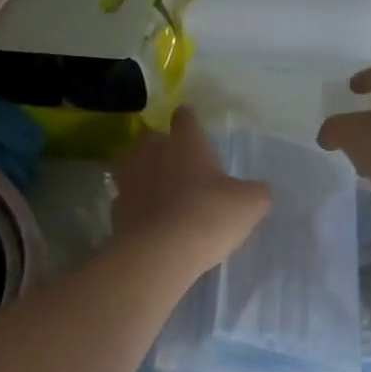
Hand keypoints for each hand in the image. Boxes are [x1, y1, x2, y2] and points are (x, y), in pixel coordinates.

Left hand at [112, 107, 270, 274]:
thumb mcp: (250, 204)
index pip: (186, 119)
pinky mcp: (116, 210)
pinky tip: (148, 219)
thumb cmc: (209, 216)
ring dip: (142, 172)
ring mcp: (129, 180)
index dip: (190, 122)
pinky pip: (126, 199)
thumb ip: (254, 192)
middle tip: (177, 164)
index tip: (192, 127)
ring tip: (157, 189)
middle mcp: (152, 153)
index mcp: (186, 143)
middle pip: (152, 139)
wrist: (160, 253)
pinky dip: (136, 205)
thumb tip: (253, 193)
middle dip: (162, 147)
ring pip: (130, 165)